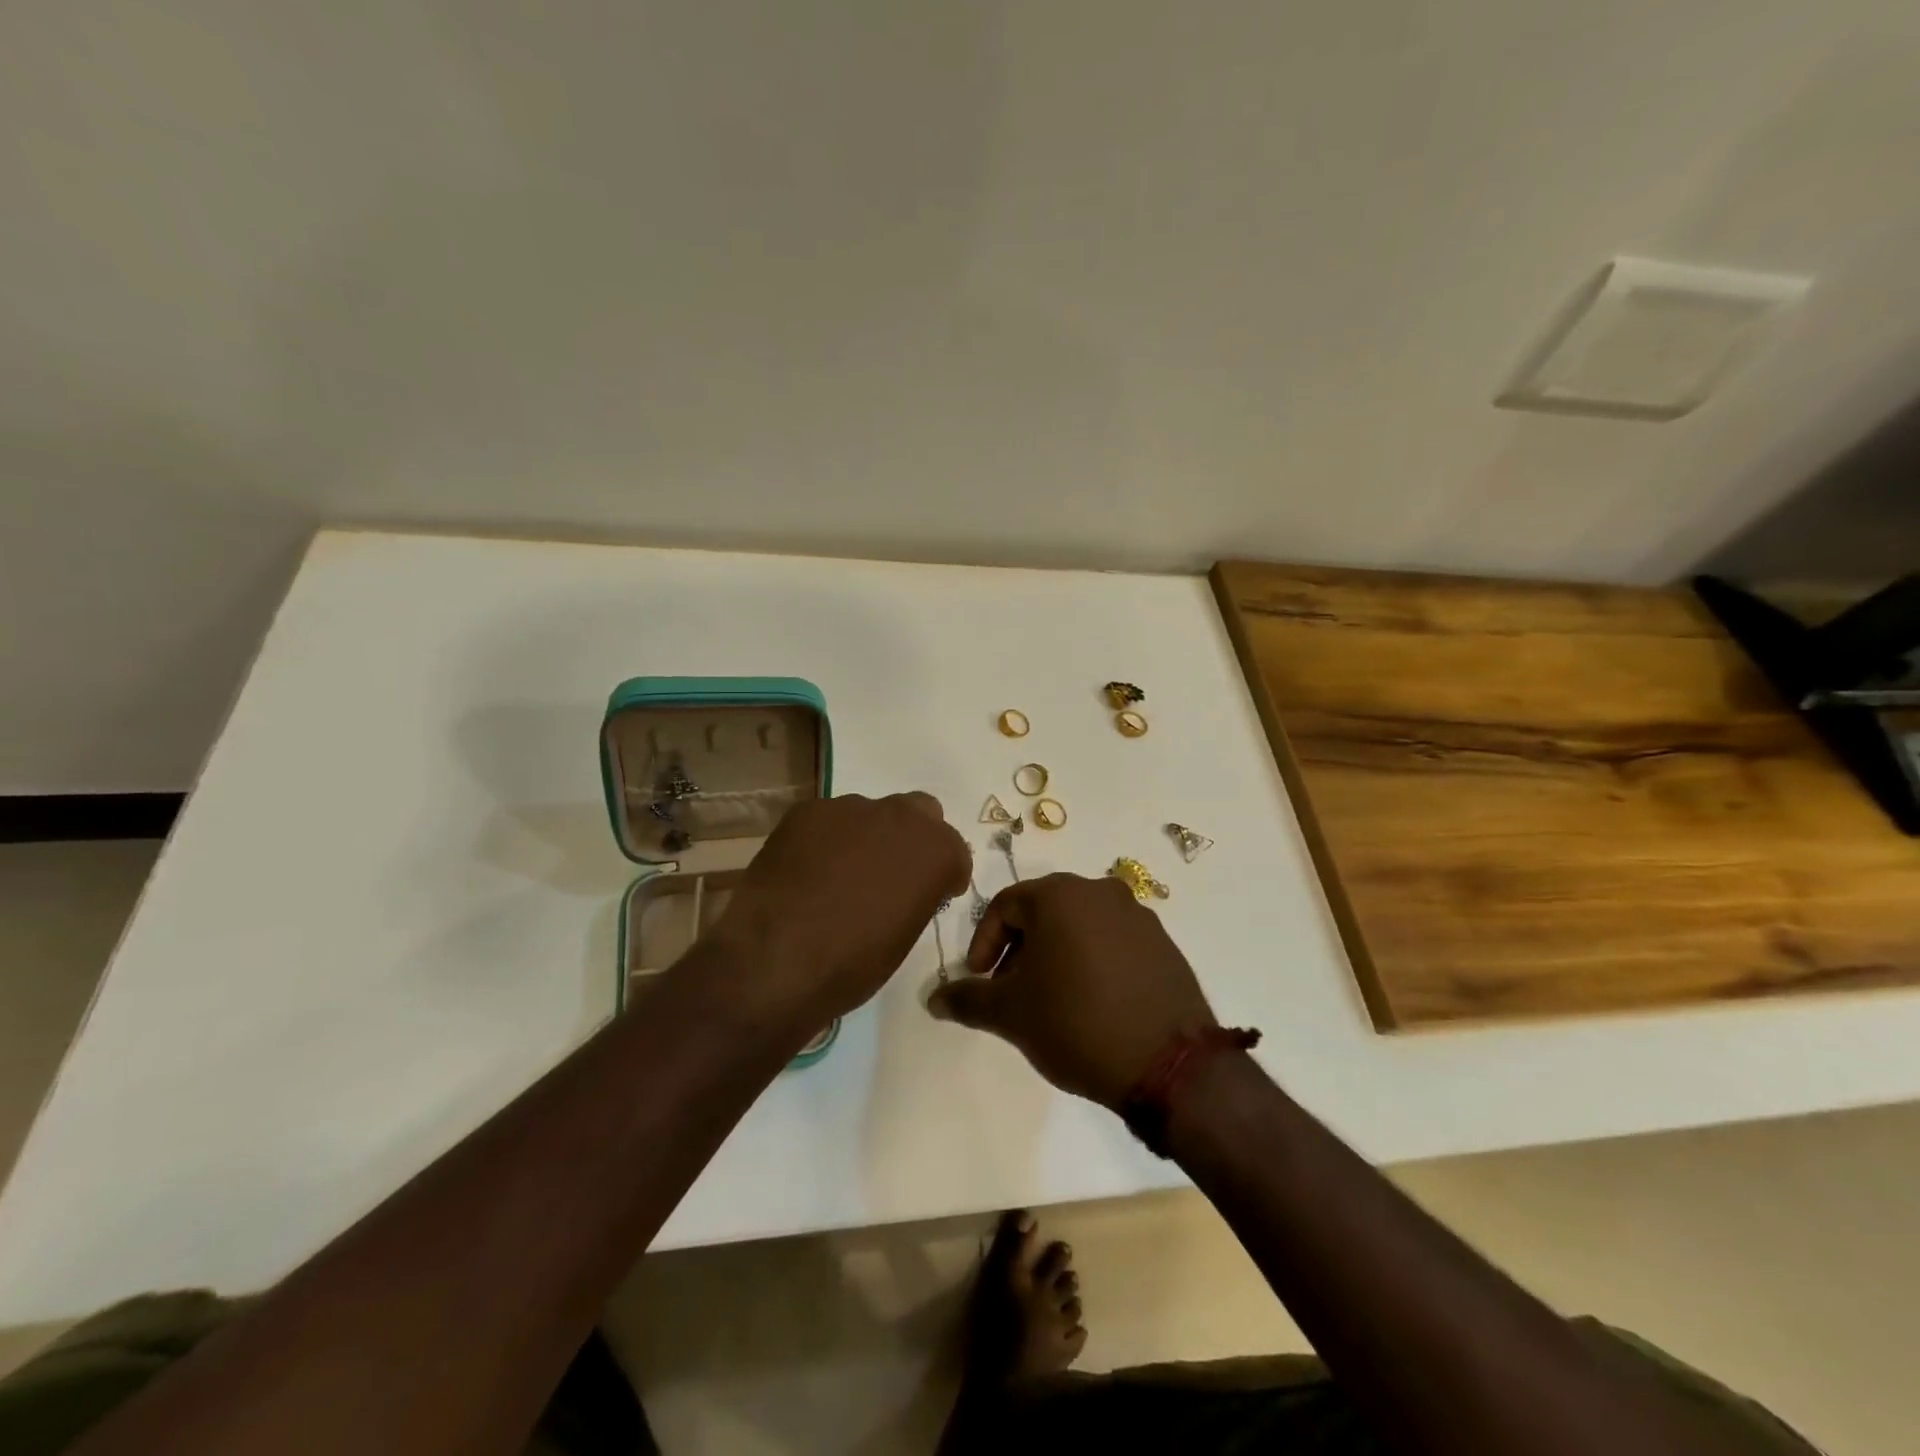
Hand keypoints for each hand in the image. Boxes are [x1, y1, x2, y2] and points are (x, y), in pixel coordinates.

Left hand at [706, 792, 970, 1029]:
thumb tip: (903, 889)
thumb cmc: (852, 963)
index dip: (944, 875)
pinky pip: (827, 821)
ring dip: (866, 838)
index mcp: (934, 850)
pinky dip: (825, 841)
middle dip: (912, 839)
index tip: (933, 895)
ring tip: (839, 877)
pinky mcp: (807, 811)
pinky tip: (807, 872)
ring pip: (870, 814)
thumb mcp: (904, 937)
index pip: (954, 851)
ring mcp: (850, 808)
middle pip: (920, 813)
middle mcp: (899, 817)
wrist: (775, 958)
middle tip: (891, 876)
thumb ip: (916, 897)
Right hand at [927, 873, 1216, 1108]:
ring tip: (1051, 999)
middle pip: (1044, 911)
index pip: (1005, 905)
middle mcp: (1100, 891)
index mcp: (1060, 895)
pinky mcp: (1164, 943)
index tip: (980, 979)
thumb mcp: (1010, 1014)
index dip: (984, 942)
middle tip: (1011, 989)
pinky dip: (1092, 960)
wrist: (1169, 1064)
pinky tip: (1092, 1002)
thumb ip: (967, 1000)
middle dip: (1020, 948)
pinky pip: (1113, 941)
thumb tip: (933, 998)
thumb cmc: (1076, 1023)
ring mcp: (1138, 915)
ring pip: (1080, 925)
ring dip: (1056, 954)